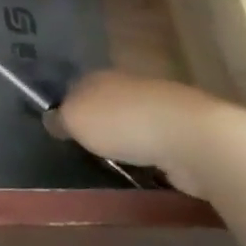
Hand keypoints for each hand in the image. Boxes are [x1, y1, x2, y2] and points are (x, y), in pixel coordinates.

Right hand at [48, 71, 245, 197]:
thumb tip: (53, 119)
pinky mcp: (186, 134)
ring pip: (135, 122)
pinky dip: (152, 154)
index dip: (68, 105)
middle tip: (86, 146)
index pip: (77, 86)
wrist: (193, 138)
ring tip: (116, 162)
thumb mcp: (75, 120)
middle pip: (108, 102)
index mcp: (101, 76)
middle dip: (100, 121)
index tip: (62, 127)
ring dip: (128, 138)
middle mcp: (131, 85)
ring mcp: (162, 108)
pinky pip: (159, 143)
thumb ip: (60, 119)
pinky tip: (146, 170)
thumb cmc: (123, 123)